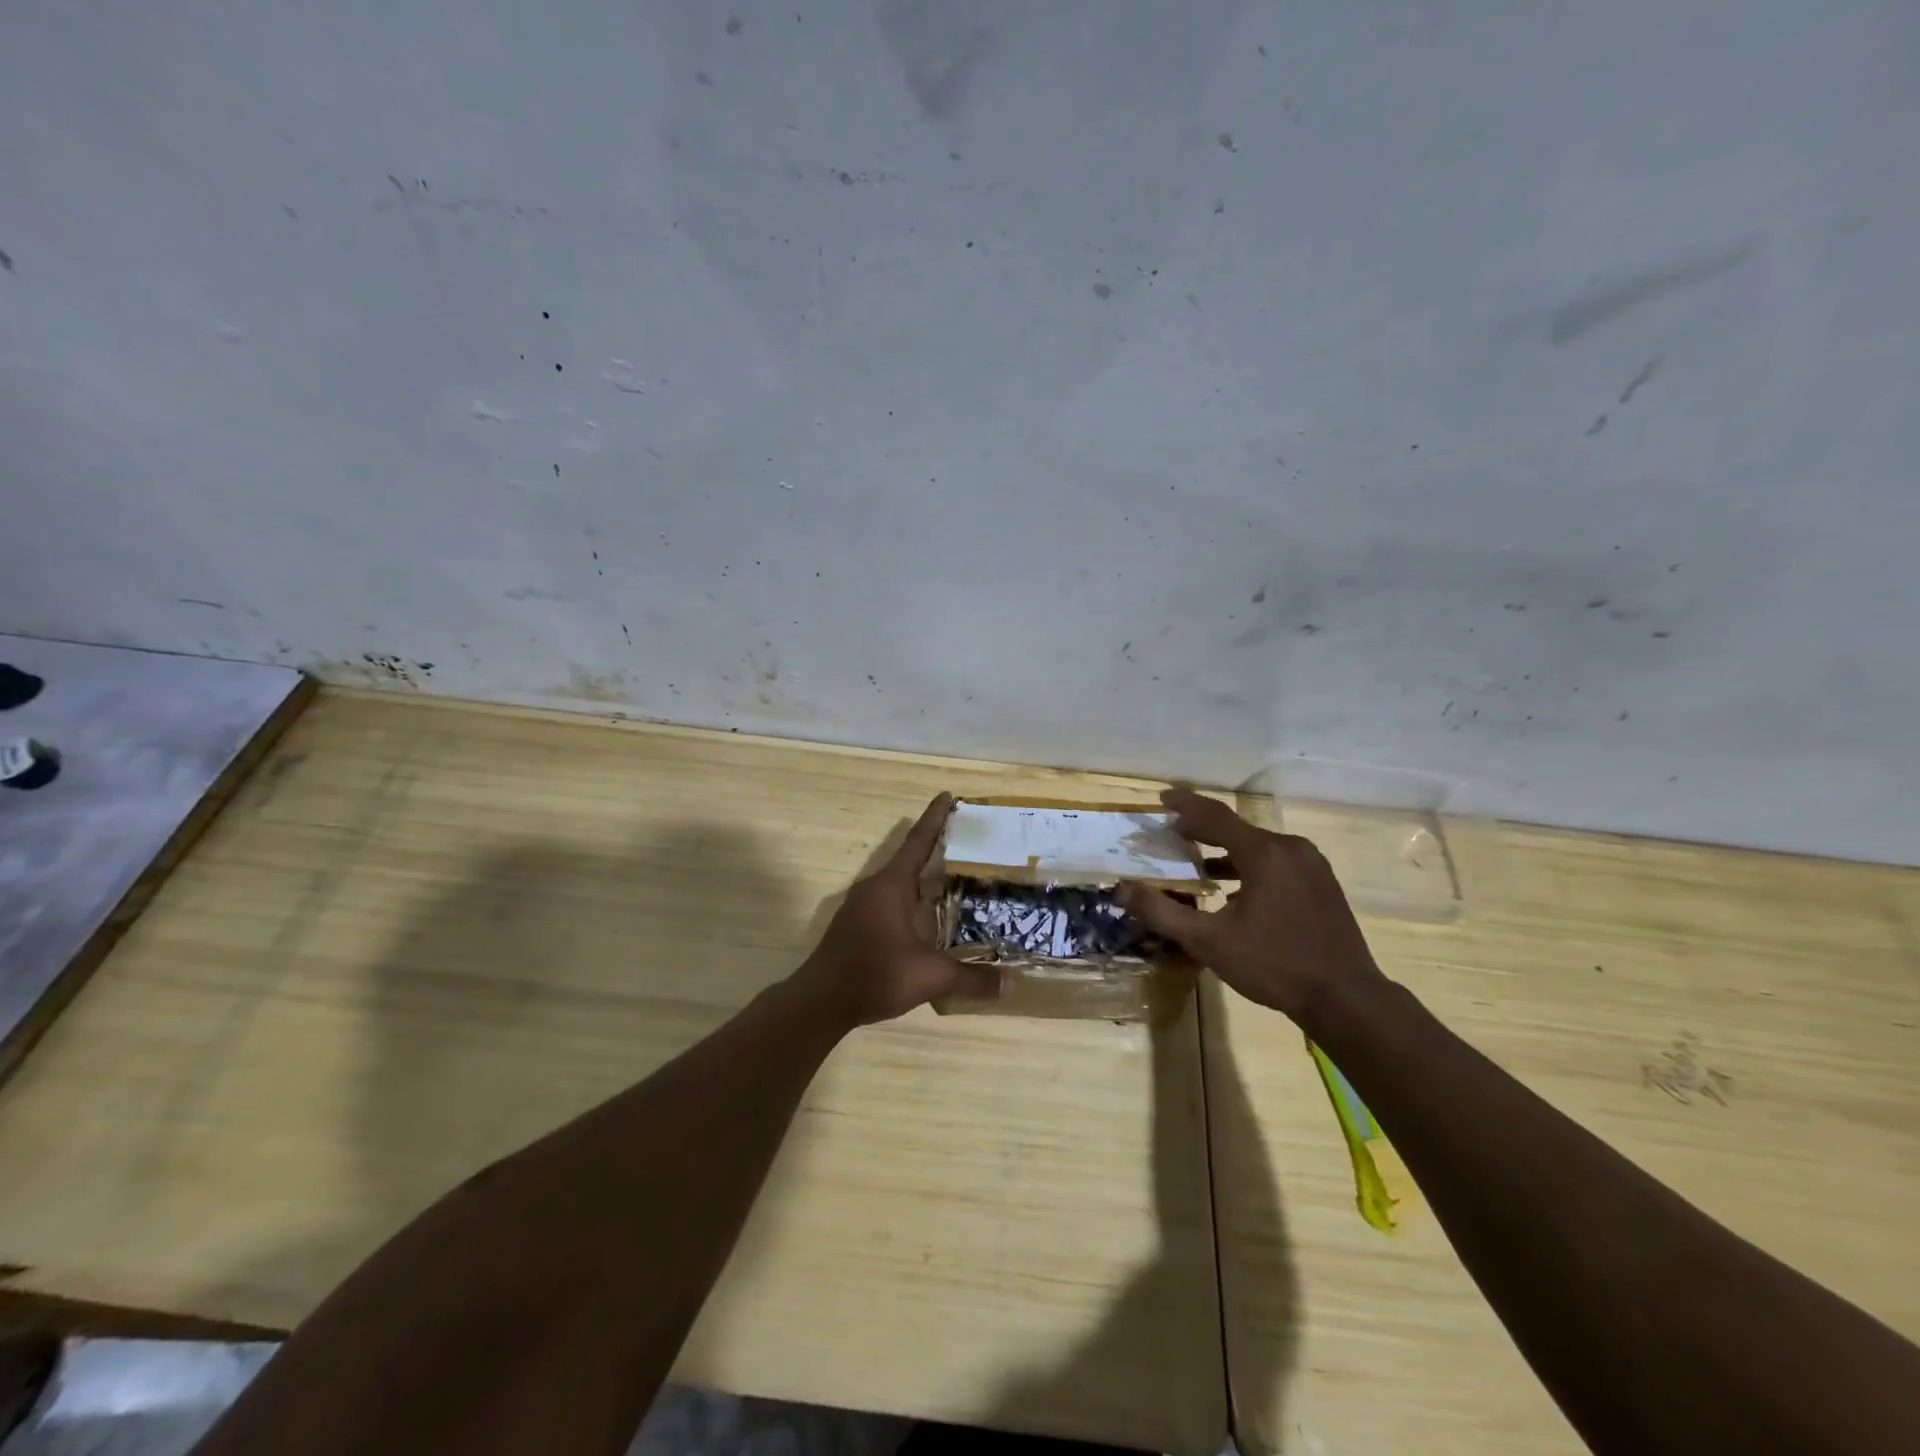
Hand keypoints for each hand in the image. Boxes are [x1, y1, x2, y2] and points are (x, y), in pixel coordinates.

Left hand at [794, 792, 995, 1027]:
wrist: (820, 1002)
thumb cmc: (874, 974)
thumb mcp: (930, 976)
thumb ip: (972, 978)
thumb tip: (1011, 985)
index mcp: (892, 885)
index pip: (919, 840)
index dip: (936, 817)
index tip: (949, 795)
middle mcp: (876, 887)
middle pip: (911, 858)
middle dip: (938, 847)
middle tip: (970, 841)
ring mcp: (863, 906)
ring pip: (901, 882)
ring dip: (925, 877)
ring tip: (956, 877)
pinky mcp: (858, 925)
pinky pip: (892, 900)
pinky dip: (914, 899)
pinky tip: (930, 916)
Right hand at [1122, 788, 1386, 1022]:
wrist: (1346, 999)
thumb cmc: (1273, 965)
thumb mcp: (1208, 941)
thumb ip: (1162, 912)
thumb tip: (1123, 889)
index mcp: (1263, 853)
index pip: (1214, 815)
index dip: (1185, 805)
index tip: (1162, 798)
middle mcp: (1290, 848)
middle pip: (1237, 828)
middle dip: (1203, 829)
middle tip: (1174, 833)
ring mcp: (1311, 866)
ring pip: (1259, 846)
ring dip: (1226, 850)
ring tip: (1199, 861)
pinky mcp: (1322, 884)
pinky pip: (1277, 861)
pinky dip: (1250, 865)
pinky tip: (1236, 891)